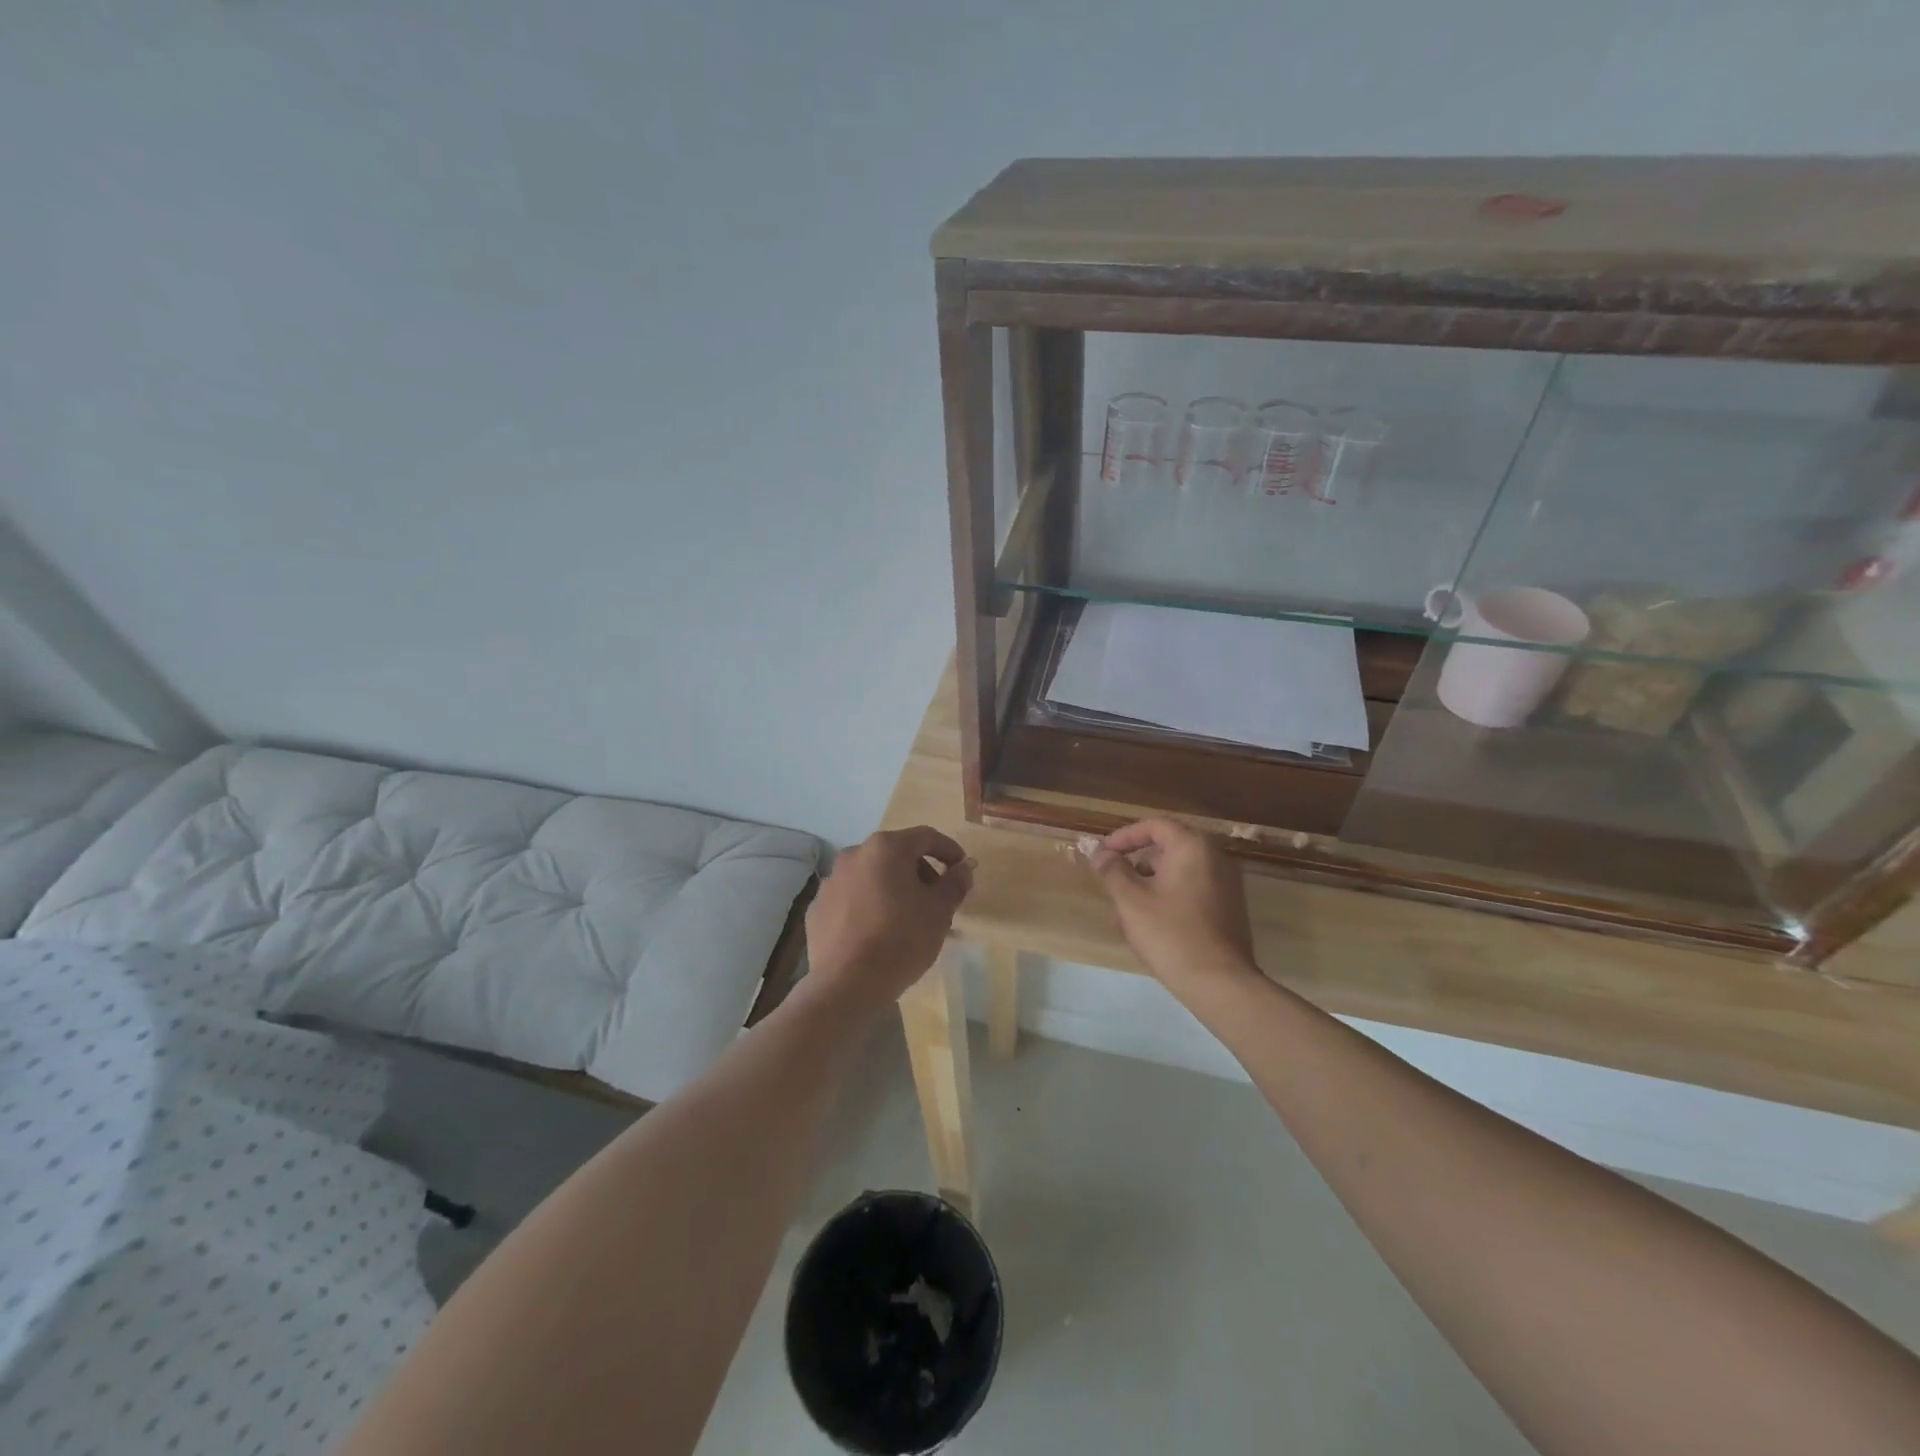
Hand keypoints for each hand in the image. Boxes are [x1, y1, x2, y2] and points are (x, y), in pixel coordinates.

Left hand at [803, 826, 972, 1010]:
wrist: (847, 984)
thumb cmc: (901, 940)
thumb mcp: (940, 911)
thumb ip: (955, 883)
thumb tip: (962, 869)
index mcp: (885, 848)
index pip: (925, 837)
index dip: (949, 850)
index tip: (962, 869)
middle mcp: (854, 855)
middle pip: (896, 854)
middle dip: (920, 872)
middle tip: (936, 899)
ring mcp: (831, 881)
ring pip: (872, 876)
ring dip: (893, 888)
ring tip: (907, 919)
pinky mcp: (817, 908)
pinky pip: (851, 898)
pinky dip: (868, 906)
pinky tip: (877, 932)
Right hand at [1090, 819, 1259, 999]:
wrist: (1220, 983)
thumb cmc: (1171, 934)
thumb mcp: (1130, 900)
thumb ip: (1113, 870)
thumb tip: (1101, 853)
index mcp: (1193, 847)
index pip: (1154, 826)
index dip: (1124, 836)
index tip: (1103, 854)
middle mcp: (1215, 858)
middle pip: (1166, 849)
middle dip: (1135, 866)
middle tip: (1113, 885)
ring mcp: (1226, 884)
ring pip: (1177, 874)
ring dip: (1149, 885)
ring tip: (1125, 914)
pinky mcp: (1229, 908)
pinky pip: (1191, 891)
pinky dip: (1168, 899)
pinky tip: (1150, 927)